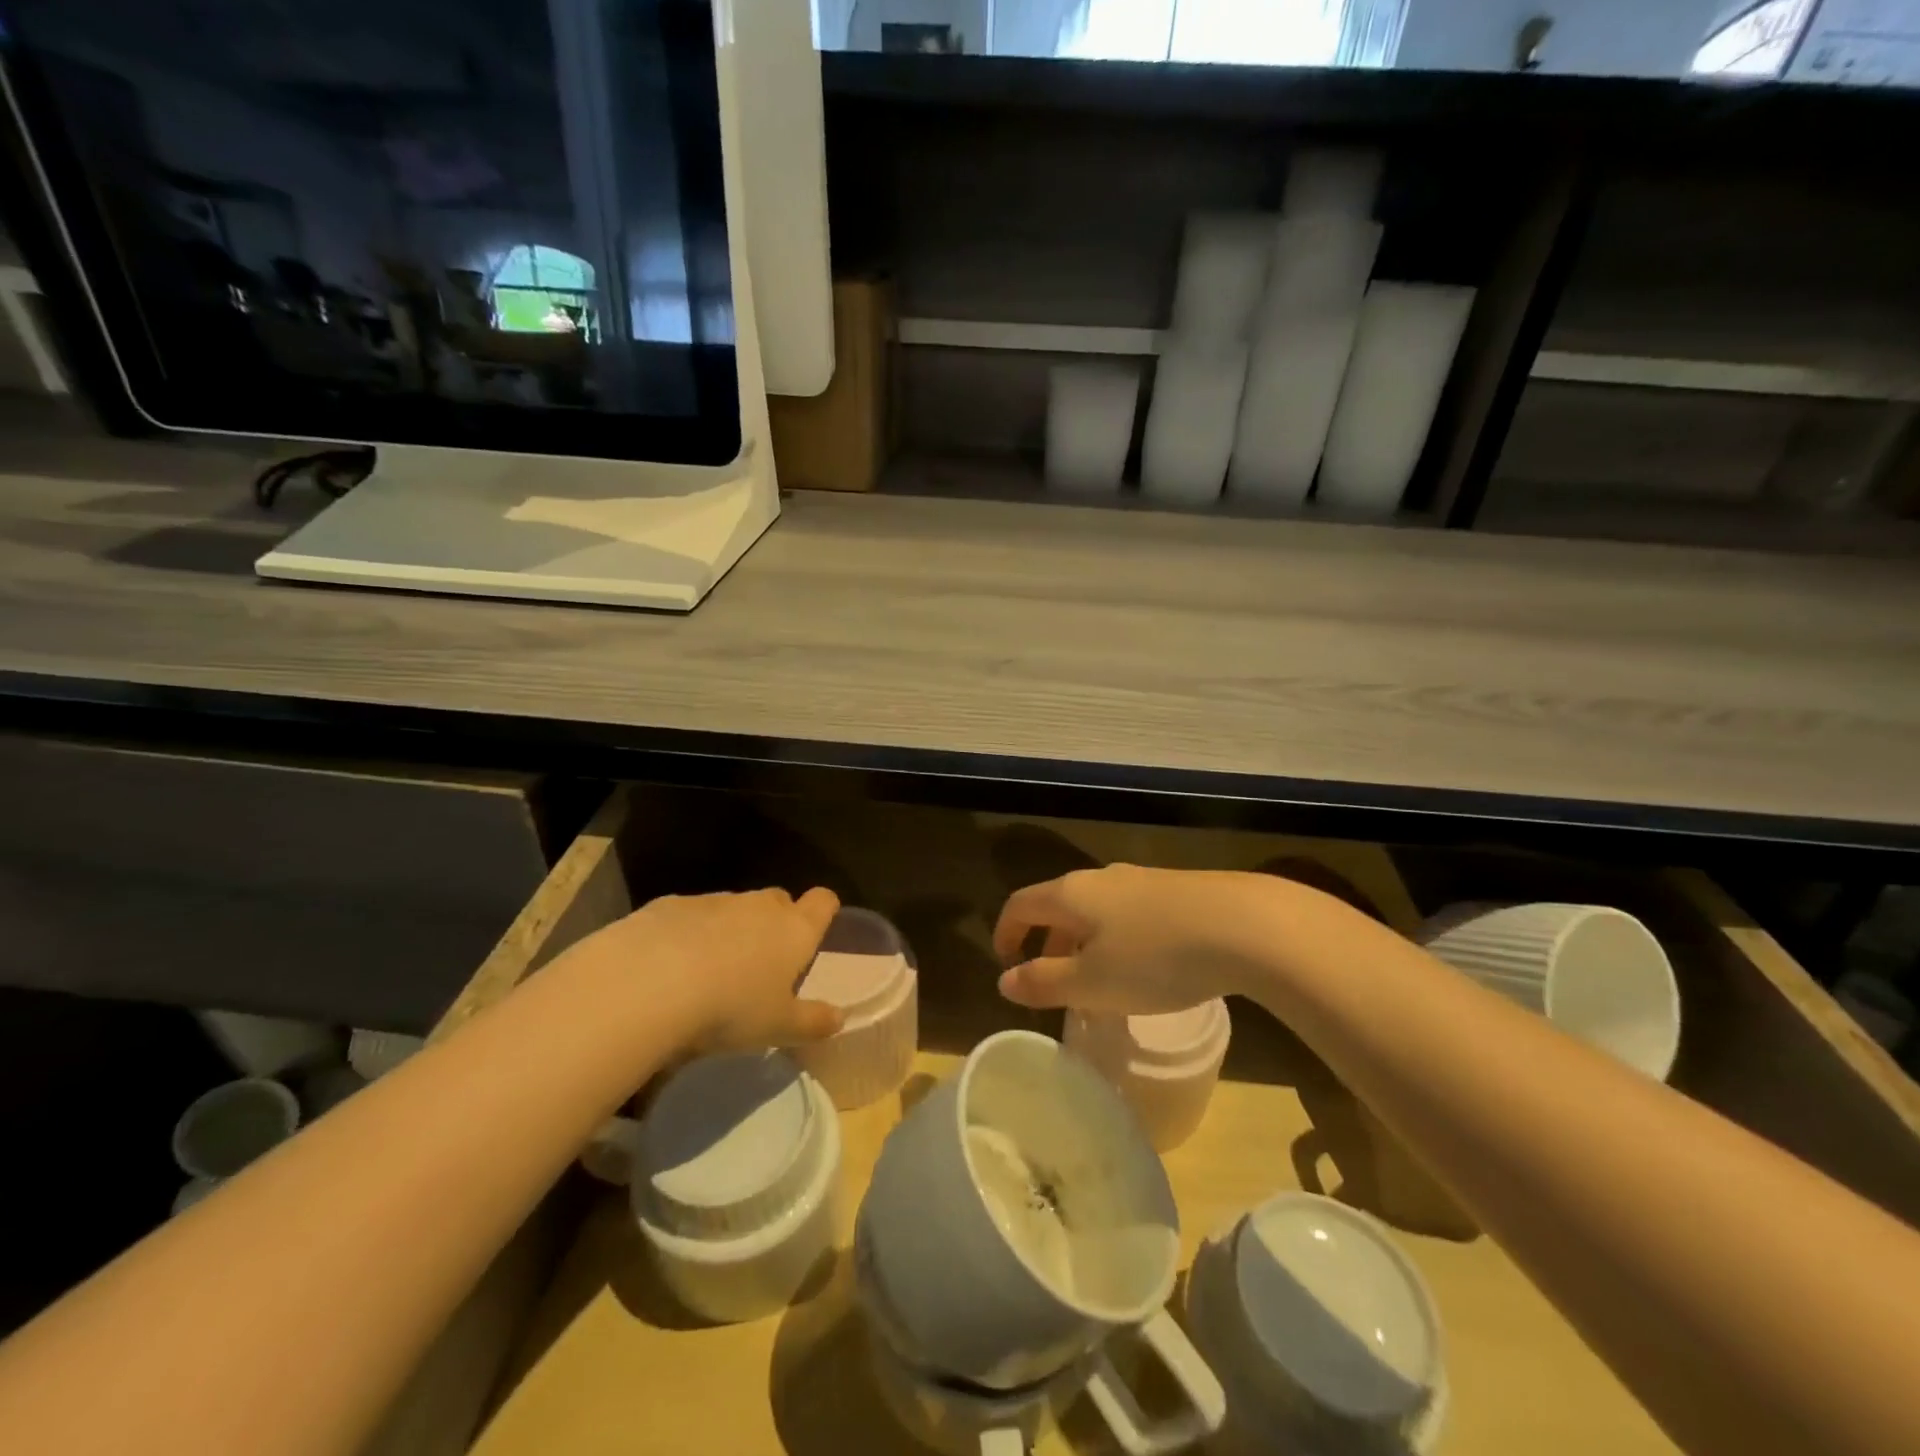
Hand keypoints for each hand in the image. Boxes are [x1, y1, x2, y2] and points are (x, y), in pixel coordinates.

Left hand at [576, 887, 845, 1053]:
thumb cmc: (729, 1009)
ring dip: (728, 931)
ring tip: (709, 974)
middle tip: (761, 964)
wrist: (647, 984)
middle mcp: (759, 906)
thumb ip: (812, 1022)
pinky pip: (689, 915)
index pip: (823, 902)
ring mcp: (713, 901)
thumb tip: (839, 1019)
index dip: (822, 912)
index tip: (815, 931)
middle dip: (774, 924)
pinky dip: (686, 934)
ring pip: (732, 909)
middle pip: (778, 901)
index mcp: (794, 930)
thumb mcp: (777, 1028)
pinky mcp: (669, 904)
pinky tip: (667, 968)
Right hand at [993, 866, 1280, 1013]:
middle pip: (1060, 905)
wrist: (1245, 925)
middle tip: (1053, 982)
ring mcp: (1142, 880)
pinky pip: (1131, 914)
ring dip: (1086, 944)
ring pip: (1098, 910)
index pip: (1021, 904)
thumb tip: (1005, 981)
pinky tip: (1146, 969)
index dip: (1006, 933)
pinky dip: (1120, 940)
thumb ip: (1044, 982)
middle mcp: (1102, 878)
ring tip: (1100, 982)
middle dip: (1049, 943)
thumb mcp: (1092, 982)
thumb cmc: (1156, 957)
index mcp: (1072, 894)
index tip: (1005, 964)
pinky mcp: (1177, 890)